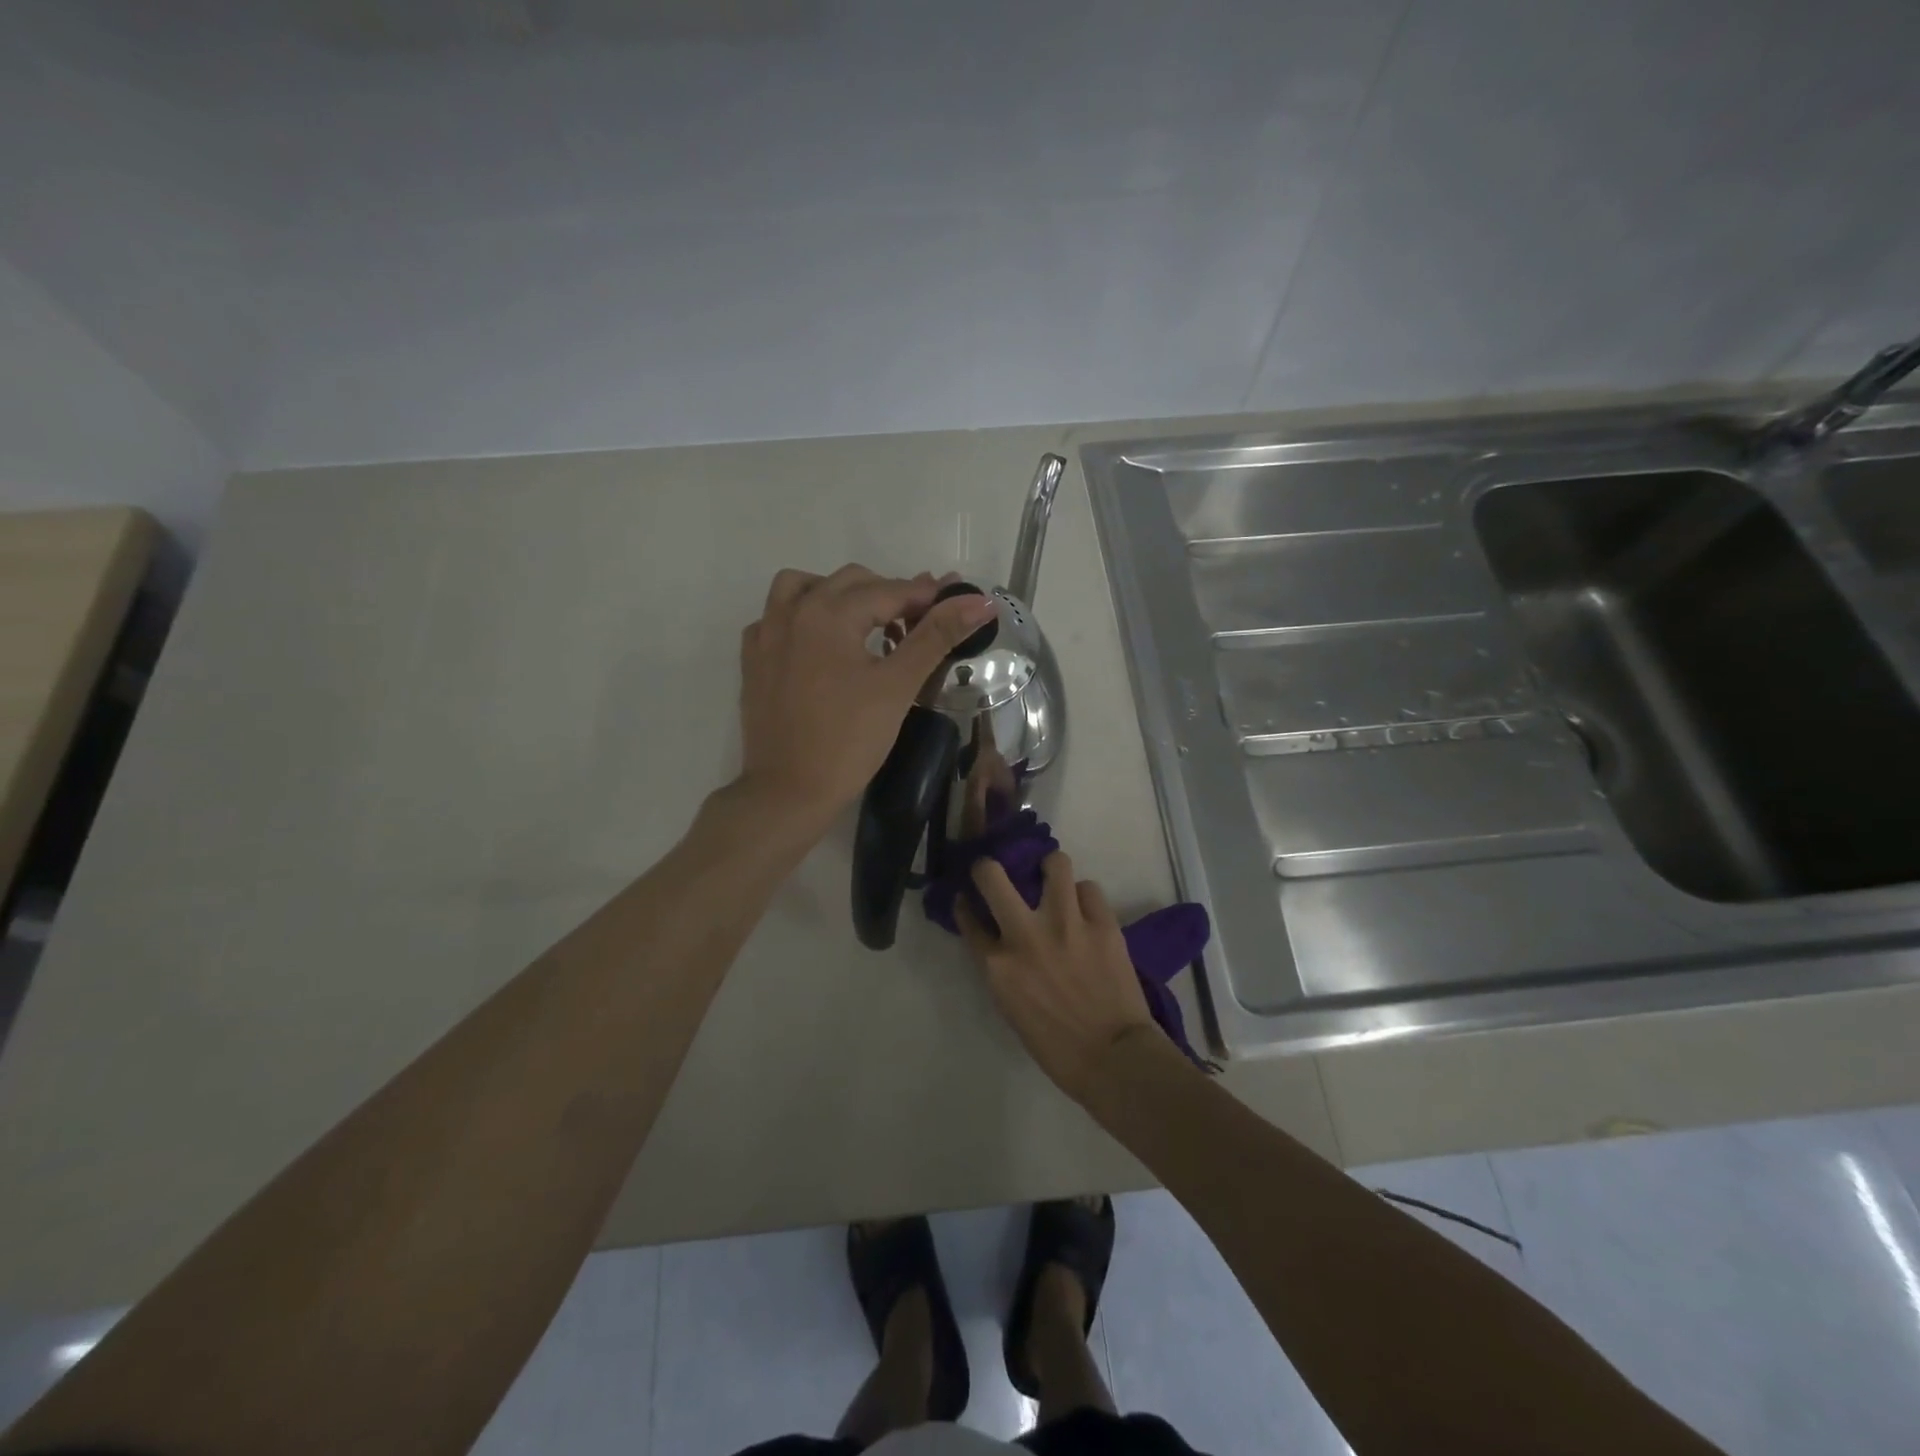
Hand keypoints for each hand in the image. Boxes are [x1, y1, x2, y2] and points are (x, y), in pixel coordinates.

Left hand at [738, 564, 995, 831]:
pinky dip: (803, 617)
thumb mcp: (898, 686)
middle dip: (889, 595)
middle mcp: (792, 611)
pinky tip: (821, 644)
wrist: (788, 792)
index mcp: (828, 612)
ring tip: (865, 624)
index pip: (889, 591)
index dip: (927, 596)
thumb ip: (936, 636)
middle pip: (850, 583)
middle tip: (919, 626)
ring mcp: (766, 635)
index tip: (957, 605)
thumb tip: (979, 601)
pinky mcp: (753, 660)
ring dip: (840, 595)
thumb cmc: (848, 740)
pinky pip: (777, 617)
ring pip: (804, 588)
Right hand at [957, 852, 1158, 1103]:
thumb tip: (999, 938)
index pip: (968, 918)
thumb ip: (1000, 966)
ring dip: (1050, 868)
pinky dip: (1084, 897)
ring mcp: (1066, 923)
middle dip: (989, 867)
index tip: (968, 897)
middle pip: (992, 875)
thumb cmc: (1056, 1045)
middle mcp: (1025, 934)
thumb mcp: (1010, 1006)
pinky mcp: (1102, 923)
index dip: (966, 903)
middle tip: (999, 872)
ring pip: (1054, 863)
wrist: (1113, 1058)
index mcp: (997, 965)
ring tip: (1054, 878)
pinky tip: (1086, 912)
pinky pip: (1089, 889)